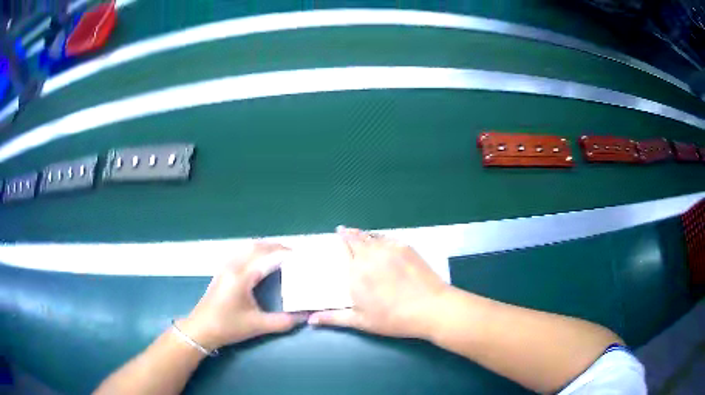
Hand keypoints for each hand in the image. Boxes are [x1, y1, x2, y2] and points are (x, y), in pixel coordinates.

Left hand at [178, 242, 301, 349]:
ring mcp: (225, 267)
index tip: (300, 256)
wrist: (200, 329)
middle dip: (276, 247)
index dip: (284, 254)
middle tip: (293, 254)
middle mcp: (233, 266)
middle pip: (256, 247)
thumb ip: (283, 322)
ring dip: (264, 248)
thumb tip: (304, 317)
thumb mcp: (257, 326)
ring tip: (280, 255)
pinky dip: (254, 252)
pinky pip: (241, 254)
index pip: (267, 257)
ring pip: (247, 248)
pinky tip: (260, 262)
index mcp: (242, 276)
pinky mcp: (221, 272)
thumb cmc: (227, 326)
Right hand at [308, 226, 449, 338]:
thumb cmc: (393, 318)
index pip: (345, 249)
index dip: (340, 241)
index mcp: (355, 272)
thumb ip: (333, 318)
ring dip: (363, 234)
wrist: (430, 308)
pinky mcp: (406, 248)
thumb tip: (310, 319)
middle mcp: (370, 255)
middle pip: (357, 238)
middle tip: (343, 231)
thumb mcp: (360, 321)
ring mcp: (390, 249)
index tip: (337, 237)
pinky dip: (381, 238)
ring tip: (358, 233)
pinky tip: (381, 241)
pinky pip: (388, 238)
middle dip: (349, 234)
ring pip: (372, 236)